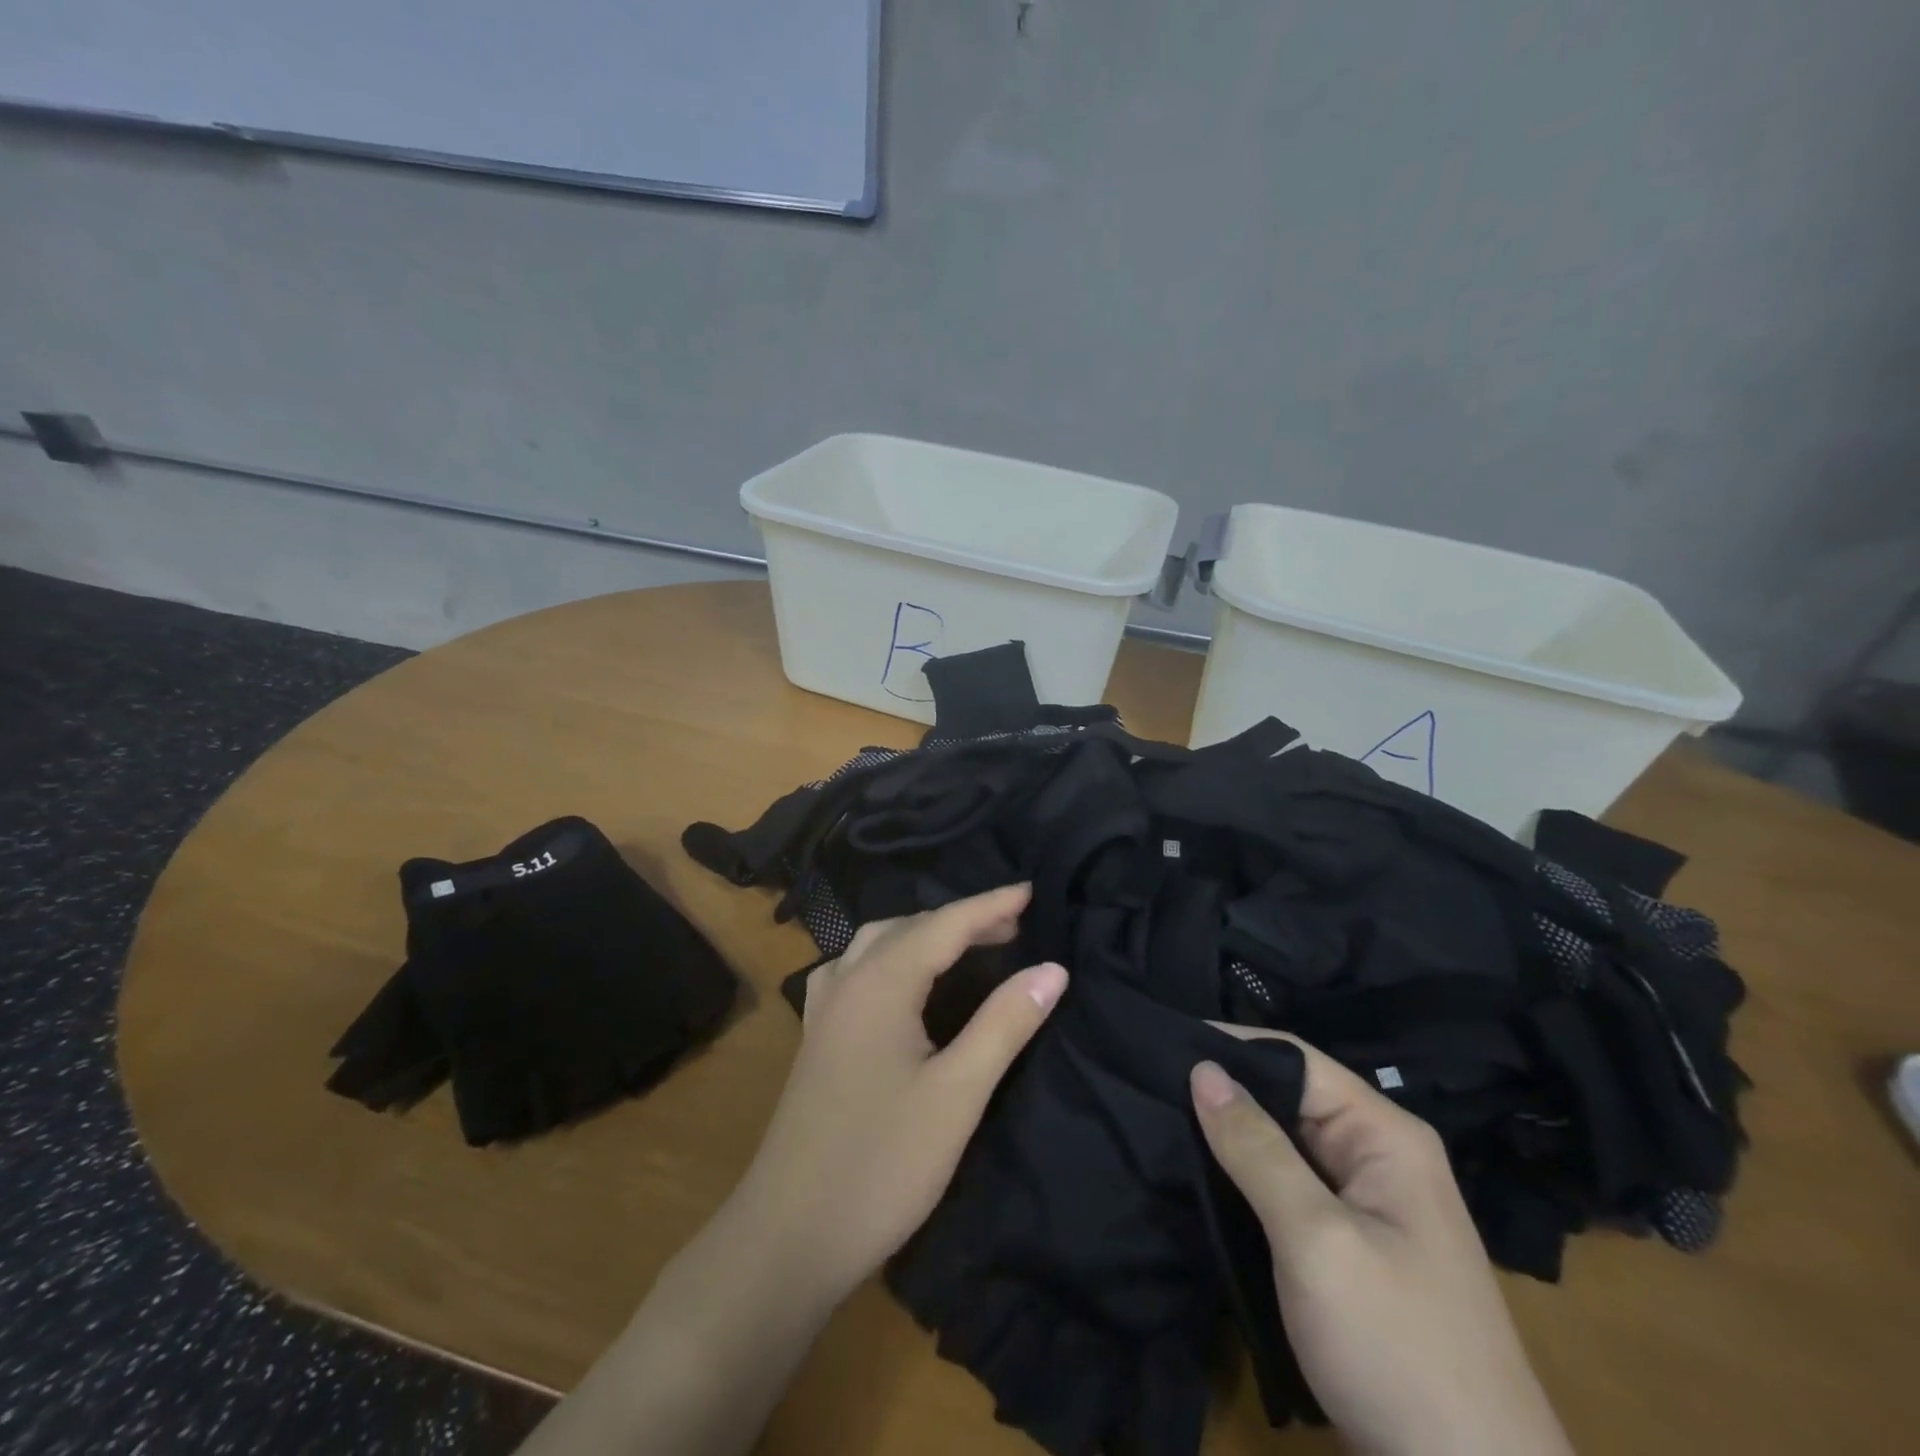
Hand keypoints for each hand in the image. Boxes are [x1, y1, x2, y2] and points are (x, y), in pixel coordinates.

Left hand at [727, 883, 1067, 1305]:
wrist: (788, 1236)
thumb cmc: (882, 1162)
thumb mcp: (957, 1094)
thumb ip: (1005, 1023)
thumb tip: (1052, 968)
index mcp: (880, 982)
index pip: (945, 924)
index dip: (991, 905)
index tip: (1032, 890)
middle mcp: (847, 980)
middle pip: (911, 927)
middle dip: (963, 919)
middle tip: (1014, 925)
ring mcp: (825, 1008)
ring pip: (879, 943)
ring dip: (925, 934)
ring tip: (967, 944)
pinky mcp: (818, 1037)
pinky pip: (857, 969)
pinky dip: (892, 956)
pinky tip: (901, 979)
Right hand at [1191, 1029, 1573, 1455]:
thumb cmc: (1398, 1349)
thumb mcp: (1317, 1240)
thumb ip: (1256, 1148)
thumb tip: (1201, 1066)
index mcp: (1385, 1135)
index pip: (1295, 1059)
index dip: (1231, 1045)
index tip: (1160, 1042)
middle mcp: (1377, 1156)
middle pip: (1288, 1097)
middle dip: (1223, 1090)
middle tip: (1145, 1081)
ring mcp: (1364, 1204)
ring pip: (1282, 1142)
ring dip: (1228, 1134)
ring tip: (1155, 1115)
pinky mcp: (1347, 1245)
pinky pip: (1286, 1187)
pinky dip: (1243, 1176)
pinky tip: (1195, 1171)